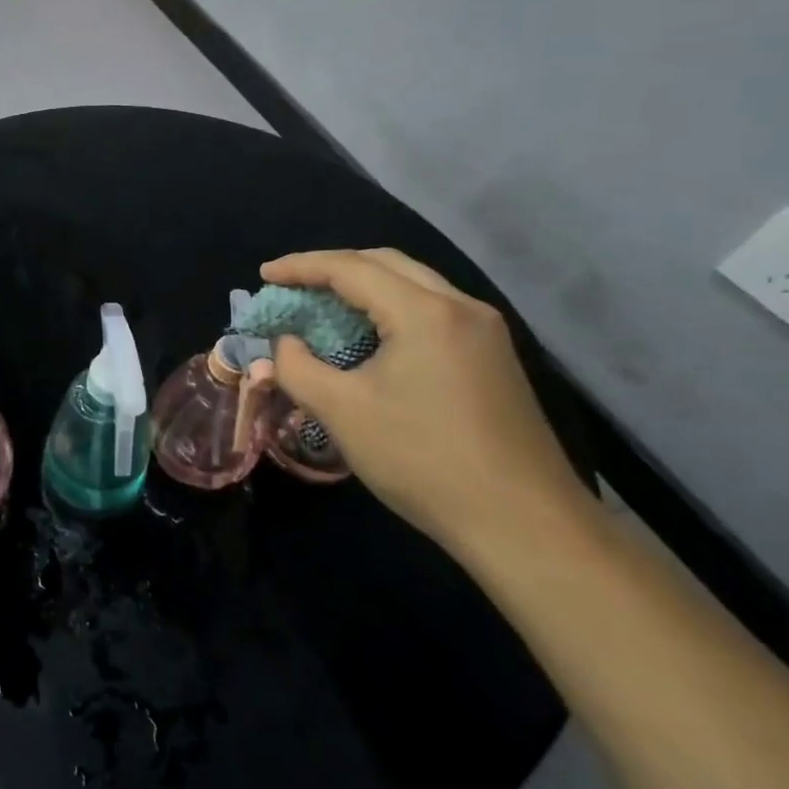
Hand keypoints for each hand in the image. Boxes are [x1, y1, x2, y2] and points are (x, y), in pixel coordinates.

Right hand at [259, 249, 589, 549]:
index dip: (300, 267)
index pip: (350, 268)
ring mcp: (485, 331)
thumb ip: (297, 367)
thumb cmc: (423, 460)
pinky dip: (391, 308)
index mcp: (425, 312)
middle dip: (333, 267)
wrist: (524, 525)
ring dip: (365, 286)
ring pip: (414, 284)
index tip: (264, 275)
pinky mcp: (493, 357)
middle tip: (293, 286)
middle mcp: (461, 307)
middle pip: (386, 263)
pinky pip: (432, 310)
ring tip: (324, 305)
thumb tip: (284, 343)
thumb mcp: (341, 411)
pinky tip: (370, 336)